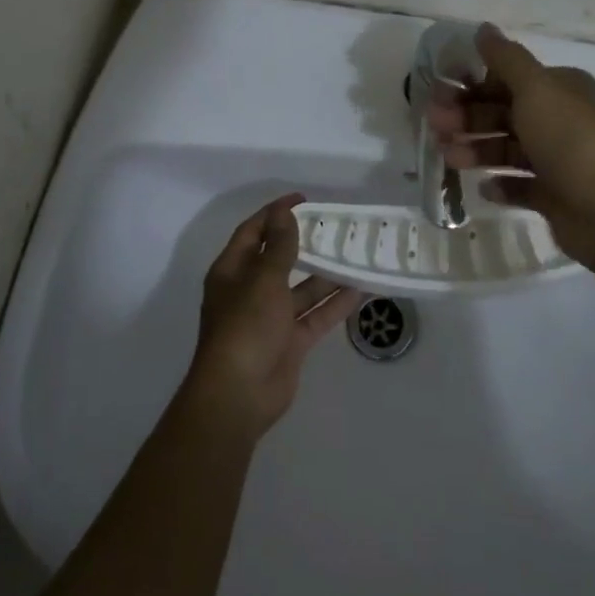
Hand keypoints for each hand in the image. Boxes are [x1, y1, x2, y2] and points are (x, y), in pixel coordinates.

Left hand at [180, 195, 366, 441]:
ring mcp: (271, 317)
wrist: (239, 396)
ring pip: (303, 288)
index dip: (275, 213)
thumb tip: (284, 213)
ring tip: (356, 253)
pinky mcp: (291, 341)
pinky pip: (316, 315)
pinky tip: (362, 288)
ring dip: (327, 273)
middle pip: (280, 258)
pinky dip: (336, 303)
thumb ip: (279, 247)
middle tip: (336, 225)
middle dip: (305, 242)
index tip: (304, 200)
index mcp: (233, 271)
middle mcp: (250, 290)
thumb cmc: (244, 327)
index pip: (253, 231)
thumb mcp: (262, 280)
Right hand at [427, 24, 594, 274]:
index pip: (509, 78)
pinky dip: (501, 184)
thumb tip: (483, 27)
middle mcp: (561, 119)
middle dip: (468, 117)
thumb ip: (506, 59)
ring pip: (507, 148)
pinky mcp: (556, 195)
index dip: (473, 83)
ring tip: (451, 159)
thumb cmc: (573, 142)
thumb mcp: (537, 90)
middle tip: (435, 126)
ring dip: (477, 149)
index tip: (439, 92)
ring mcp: (559, 159)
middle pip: (504, 112)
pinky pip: (520, 185)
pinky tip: (485, 187)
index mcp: (561, 89)